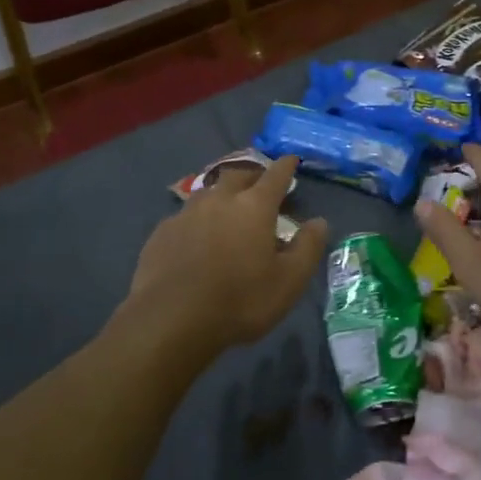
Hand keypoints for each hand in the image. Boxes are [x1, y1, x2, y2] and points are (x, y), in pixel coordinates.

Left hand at [119, 155, 329, 357]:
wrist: (171, 319)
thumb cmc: (240, 300)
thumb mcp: (288, 281)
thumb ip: (307, 247)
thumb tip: (318, 222)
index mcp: (254, 206)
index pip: (275, 175)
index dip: (286, 166)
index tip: (291, 160)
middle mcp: (220, 199)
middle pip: (239, 175)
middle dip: (253, 175)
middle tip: (260, 184)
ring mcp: (187, 213)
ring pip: (208, 191)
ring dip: (222, 193)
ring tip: (227, 207)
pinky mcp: (162, 232)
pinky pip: (185, 215)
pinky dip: (197, 219)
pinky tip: (196, 236)